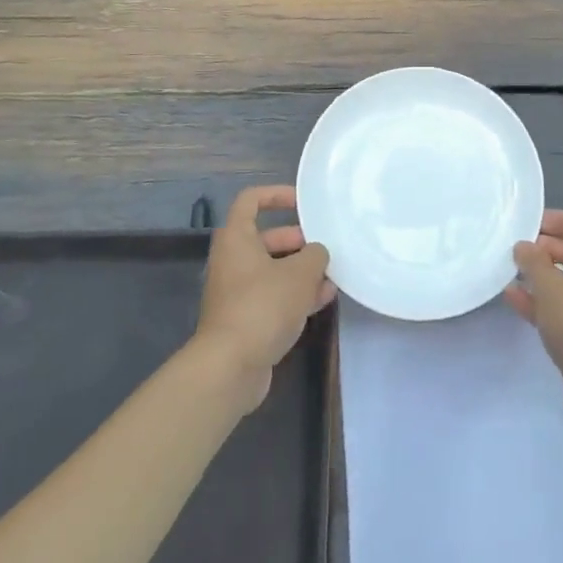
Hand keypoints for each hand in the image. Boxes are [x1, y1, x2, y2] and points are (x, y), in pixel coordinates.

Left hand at [192, 186, 334, 413]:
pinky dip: (295, 295)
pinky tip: (323, 300)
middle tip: (325, 247)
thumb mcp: (300, 273)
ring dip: (302, 271)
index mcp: (237, 238)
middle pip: (267, 238)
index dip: (277, 195)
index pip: (251, 200)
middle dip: (299, 241)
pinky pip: (273, 296)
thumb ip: (315, 255)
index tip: (303, 203)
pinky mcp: (245, 319)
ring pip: (273, 270)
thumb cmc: (263, 306)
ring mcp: (237, 292)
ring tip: (332, 275)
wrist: (230, 367)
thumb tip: (317, 253)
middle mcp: (233, 260)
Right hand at [504, 210, 562, 431]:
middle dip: (546, 248)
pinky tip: (513, 298)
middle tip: (516, 248)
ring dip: (541, 275)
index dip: (558, 220)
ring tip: (509, 270)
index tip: (529, 224)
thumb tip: (524, 246)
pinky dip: (542, 301)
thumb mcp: (552, 287)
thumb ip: (534, 262)